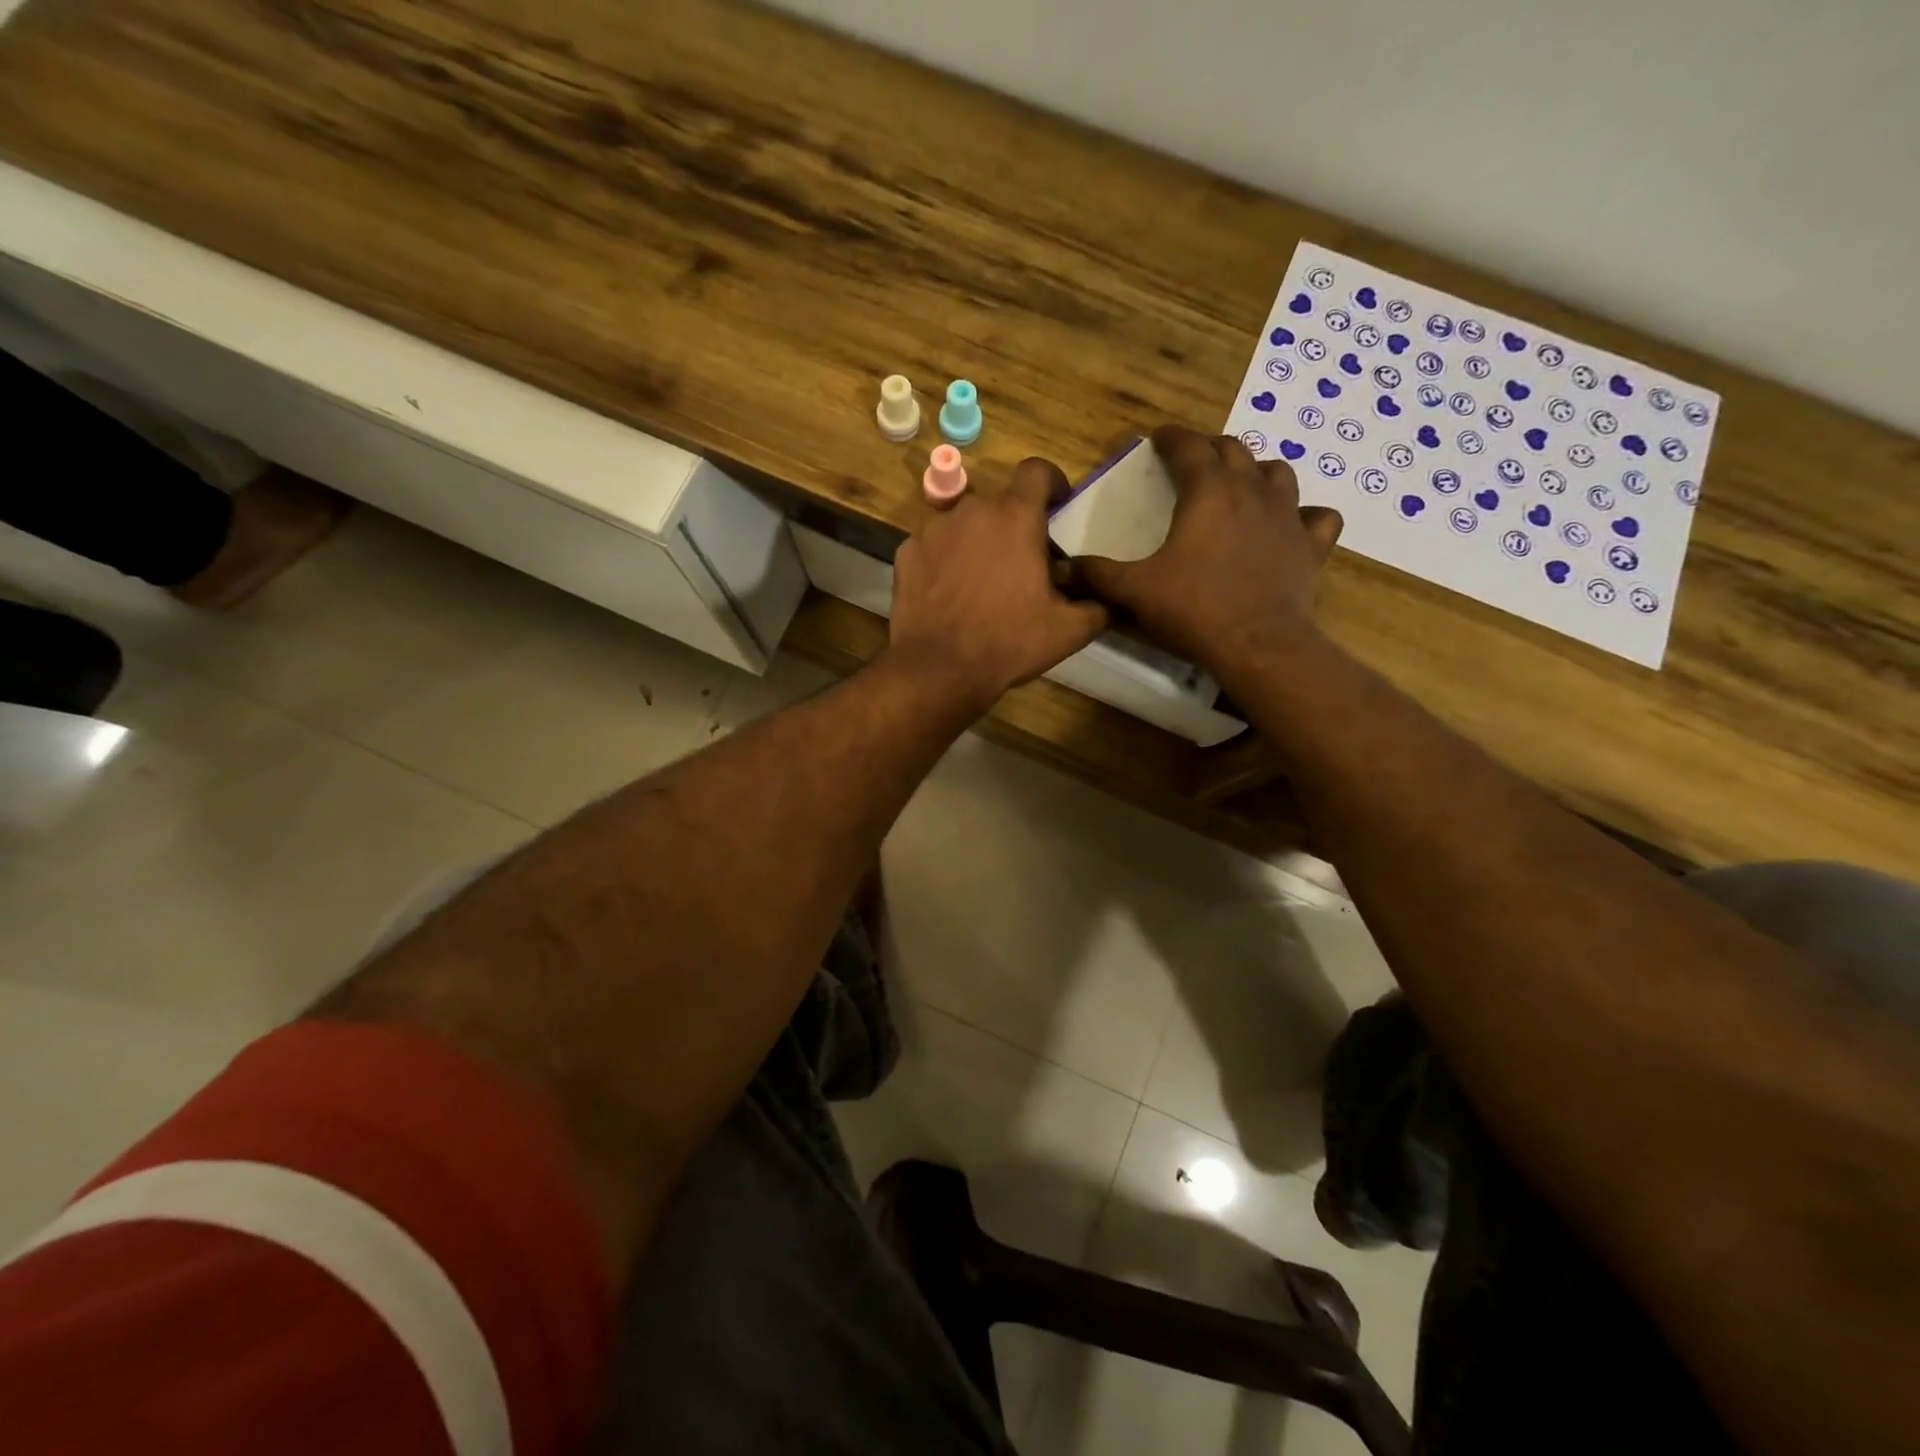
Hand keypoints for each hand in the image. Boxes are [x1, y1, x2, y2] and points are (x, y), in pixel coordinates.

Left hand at [888, 459, 1108, 713]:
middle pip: (999, 503)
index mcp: (1016, 517)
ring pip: (963, 523)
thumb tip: (1107, 598)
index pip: (1037, 471)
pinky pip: (934, 546)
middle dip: (1013, 525)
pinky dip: (944, 560)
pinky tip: (949, 593)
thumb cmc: (1009, 642)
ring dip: (977, 541)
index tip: (1056, 505)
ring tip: (982, 581)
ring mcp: (933, 529)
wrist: (939, 668)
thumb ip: (1097, 605)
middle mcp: (972, 509)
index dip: (1051, 483)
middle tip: (1021, 563)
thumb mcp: (1068, 630)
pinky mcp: (906, 552)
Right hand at [1075, 426, 1342, 683]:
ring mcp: (1288, 516)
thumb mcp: (1135, 591)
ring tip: (1241, 486)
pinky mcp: (1312, 546)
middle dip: (1210, 450)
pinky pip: (1318, 517)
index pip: (1188, 447)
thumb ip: (1097, 575)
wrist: (1258, 645)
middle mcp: (1251, 491)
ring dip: (1256, 472)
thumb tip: (1063, 568)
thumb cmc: (1194, 610)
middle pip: (1234, 451)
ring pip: (1278, 473)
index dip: (1170, 438)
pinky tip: (1293, 525)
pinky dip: (1305, 515)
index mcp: (1208, 492)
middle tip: (1192, 463)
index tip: (1157, 438)